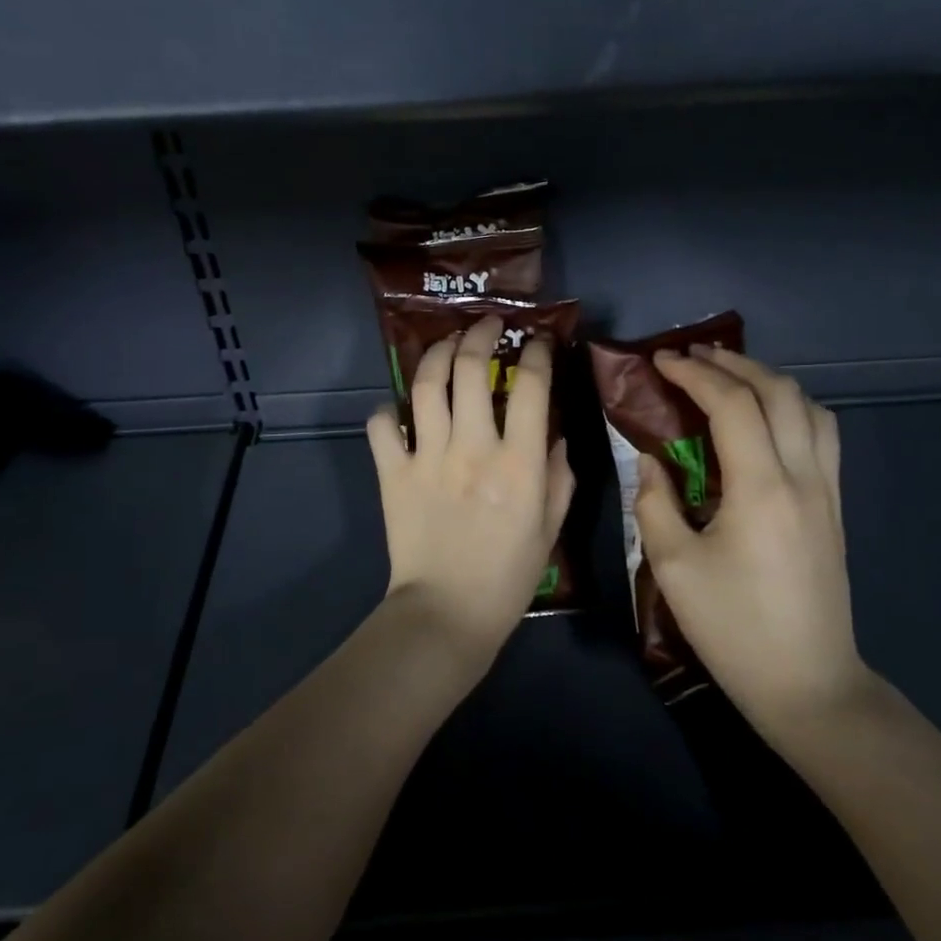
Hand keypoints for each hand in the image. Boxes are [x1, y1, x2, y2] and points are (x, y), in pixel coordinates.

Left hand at [367, 315, 575, 662]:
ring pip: (427, 385)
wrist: (447, 613)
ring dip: (438, 353)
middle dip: (480, 335)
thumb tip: (555, 437)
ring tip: (447, 345)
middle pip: (471, 369)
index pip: (530, 387)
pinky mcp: (393, 474)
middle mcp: (473, 448)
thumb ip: (558, 477)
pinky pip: (382, 426)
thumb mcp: (550, 529)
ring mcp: (428, 458)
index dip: (535, 353)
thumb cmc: (508, 577)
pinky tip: (401, 411)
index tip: (536, 341)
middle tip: (487, 326)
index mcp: (518, 463)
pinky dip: (389, 411)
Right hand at [634, 347, 875, 737]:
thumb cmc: (733, 629)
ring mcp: (828, 490)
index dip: (695, 374)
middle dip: (734, 364)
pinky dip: (793, 408)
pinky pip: (822, 435)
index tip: (660, 361)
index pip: (732, 405)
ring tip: (731, 378)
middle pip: (779, 392)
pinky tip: (767, 421)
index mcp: (761, 488)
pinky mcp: (835, 508)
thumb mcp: (674, 569)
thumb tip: (650, 461)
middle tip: (692, 357)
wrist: (807, 682)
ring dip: (769, 381)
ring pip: (810, 408)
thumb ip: (654, 505)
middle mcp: (803, 476)